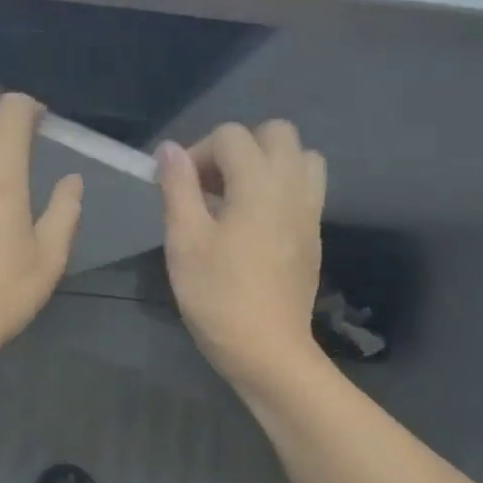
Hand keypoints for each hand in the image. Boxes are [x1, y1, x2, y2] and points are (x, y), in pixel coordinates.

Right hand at [156, 121, 326, 388]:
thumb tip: (169, 150)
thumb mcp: (184, 241)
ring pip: (298, 157)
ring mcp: (309, 210)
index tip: (178, 189)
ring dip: (265, 164)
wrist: (267, 348)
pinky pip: (304, 188)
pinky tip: (251, 223)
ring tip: (234, 197)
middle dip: (237, 148)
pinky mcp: (313, 234)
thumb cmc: (217, 295)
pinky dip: (279, 188)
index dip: (197, 153)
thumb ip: (177, 188)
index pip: (231, 136)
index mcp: (259, 183)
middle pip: (275, 134)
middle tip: (208, 186)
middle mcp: (292, 186)